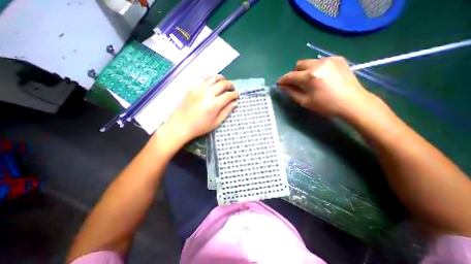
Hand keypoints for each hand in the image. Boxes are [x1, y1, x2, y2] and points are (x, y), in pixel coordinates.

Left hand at [157, 75, 238, 145]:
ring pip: (213, 78)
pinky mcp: (191, 87)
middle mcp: (207, 93)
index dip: (235, 94)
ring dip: (221, 78)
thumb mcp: (216, 123)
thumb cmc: (200, 127)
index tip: (237, 95)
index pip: (228, 95)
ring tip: (224, 82)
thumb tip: (235, 103)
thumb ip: (226, 112)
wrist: (180, 125)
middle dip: (230, 85)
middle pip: (222, 84)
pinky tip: (212, 81)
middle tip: (232, 88)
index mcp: (214, 104)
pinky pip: (203, 78)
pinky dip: (210, 77)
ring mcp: (198, 88)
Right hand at [277, 56, 379, 119]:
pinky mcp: (338, 59)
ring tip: (309, 81)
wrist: (353, 102)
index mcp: (310, 76)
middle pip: (299, 65)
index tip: (279, 84)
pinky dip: (315, 68)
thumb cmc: (327, 105)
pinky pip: (320, 61)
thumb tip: (282, 86)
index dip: (282, 80)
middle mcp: (319, 63)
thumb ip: (291, 92)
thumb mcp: (305, 101)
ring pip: (309, 62)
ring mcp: (329, 59)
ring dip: (304, 71)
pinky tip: (320, 77)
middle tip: (295, 84)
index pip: (290, 76)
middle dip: (294, 74)